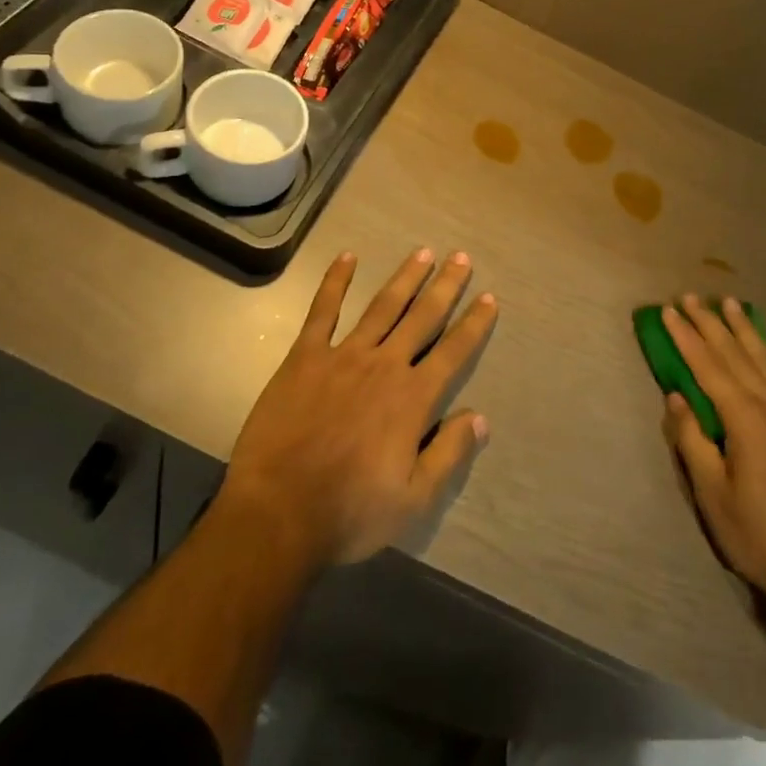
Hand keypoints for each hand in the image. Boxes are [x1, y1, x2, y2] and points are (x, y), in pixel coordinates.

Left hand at [220, 248, 497, 568]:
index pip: (453, 351)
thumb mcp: (413, 500)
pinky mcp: (305, 357)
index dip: (474, 324)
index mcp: (412, 398)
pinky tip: (347, 258)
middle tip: (461, 257)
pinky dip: (335, 282)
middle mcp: (384, 365)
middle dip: (445, 286)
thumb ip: (449, 454)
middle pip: (422, 317)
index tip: (489, 297)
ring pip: (383, 306)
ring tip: (423, 252)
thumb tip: (480, 418)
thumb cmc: (349, 512)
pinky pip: (323, 311)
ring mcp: (343, 356)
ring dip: (405, 278)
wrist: (277, 514)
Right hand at [661, 294, 765, 630]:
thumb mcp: (713, 495)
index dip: (686, 337)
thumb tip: (676, 397)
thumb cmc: (759, 535)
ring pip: (761, 359)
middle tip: (690, 296)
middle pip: (735, 353)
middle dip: (710, 323)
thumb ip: (692, 440)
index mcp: (744, 419)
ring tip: (728, 303)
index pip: (708, 366)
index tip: (668, 310)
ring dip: (742, 329)